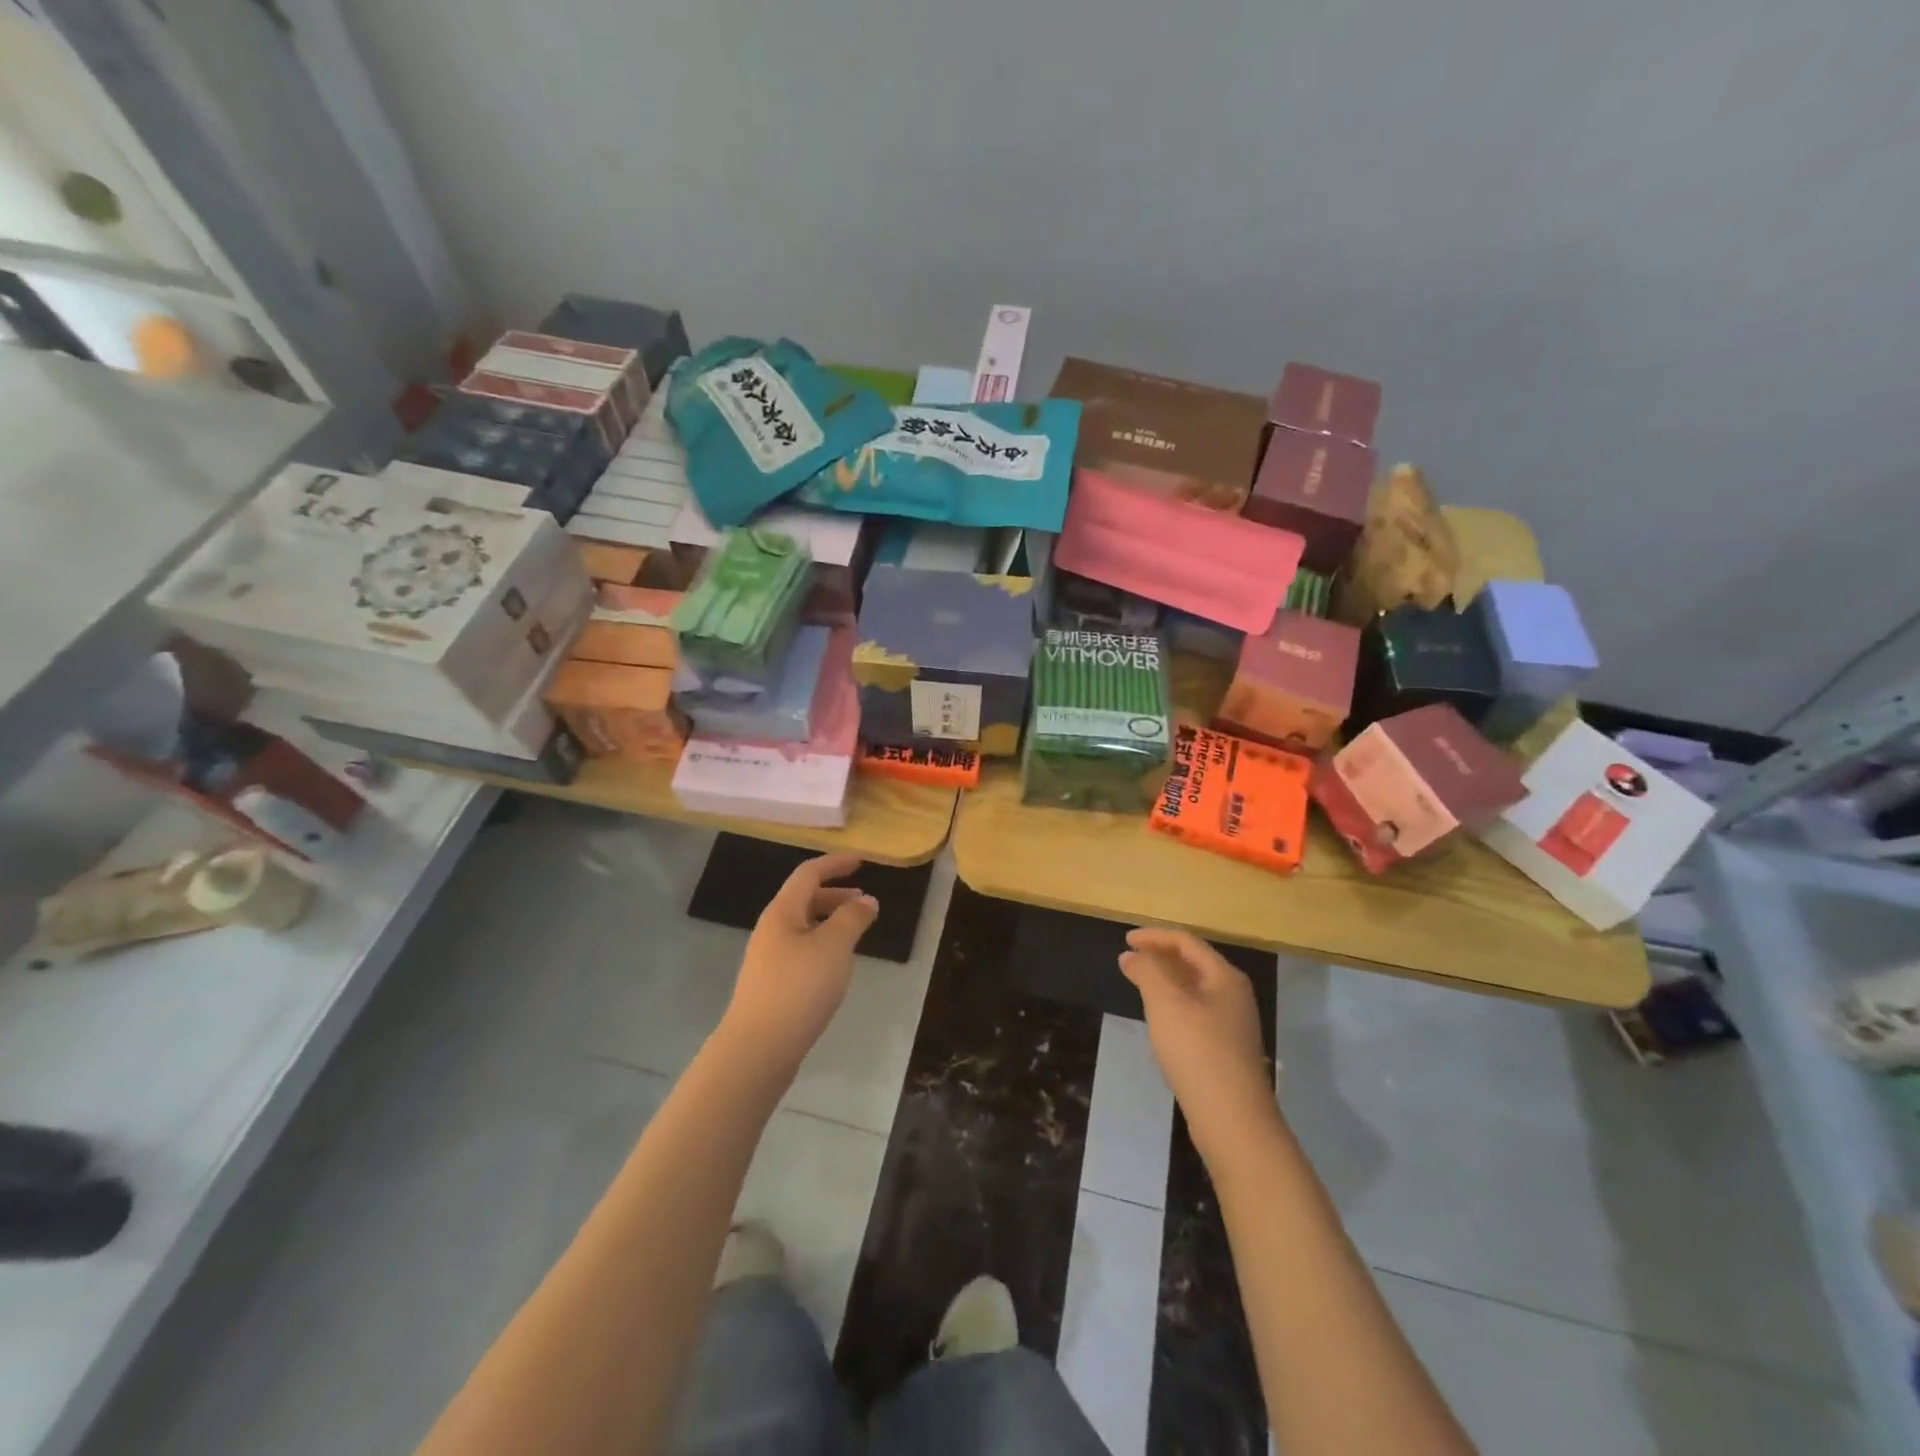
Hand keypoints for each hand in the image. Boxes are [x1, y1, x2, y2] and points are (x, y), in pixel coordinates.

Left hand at [721, 853, 879, 1070]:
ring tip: (856, 932)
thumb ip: (853, 918)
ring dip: (830, 921)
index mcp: (782, 912)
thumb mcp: (834, 947)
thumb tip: (866, 900)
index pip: (809, 874)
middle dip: (835, 894)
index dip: (836, 864)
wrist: (758, 1048)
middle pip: (804, 899)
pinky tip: (837, 965)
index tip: (862, 861)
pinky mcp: (771, 984)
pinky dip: (823, 944)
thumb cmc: (799, 988)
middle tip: (864, 901)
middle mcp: (771, 929)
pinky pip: (801, 949)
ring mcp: (768, 958)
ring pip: (803, 926)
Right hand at [1119, 928, 1276, 1144]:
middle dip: (1160, 956)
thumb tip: (1131, 955)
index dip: (1154, 936)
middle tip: (1129, 959)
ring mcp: (1233, 1023)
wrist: (1232, 1119)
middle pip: (1193, 962)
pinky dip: (1174, 1003)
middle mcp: (1234, 994)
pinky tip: (1159, 1019)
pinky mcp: (1226, 1048)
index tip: (1125, 940)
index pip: (1186, 941)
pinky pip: (1196, 1011)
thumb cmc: (1197, 1051)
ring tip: (1139, 984)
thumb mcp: (1165, 1003)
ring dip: (1166, 980)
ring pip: (1194, 988)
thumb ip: (1146, 971)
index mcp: (1224, 977)